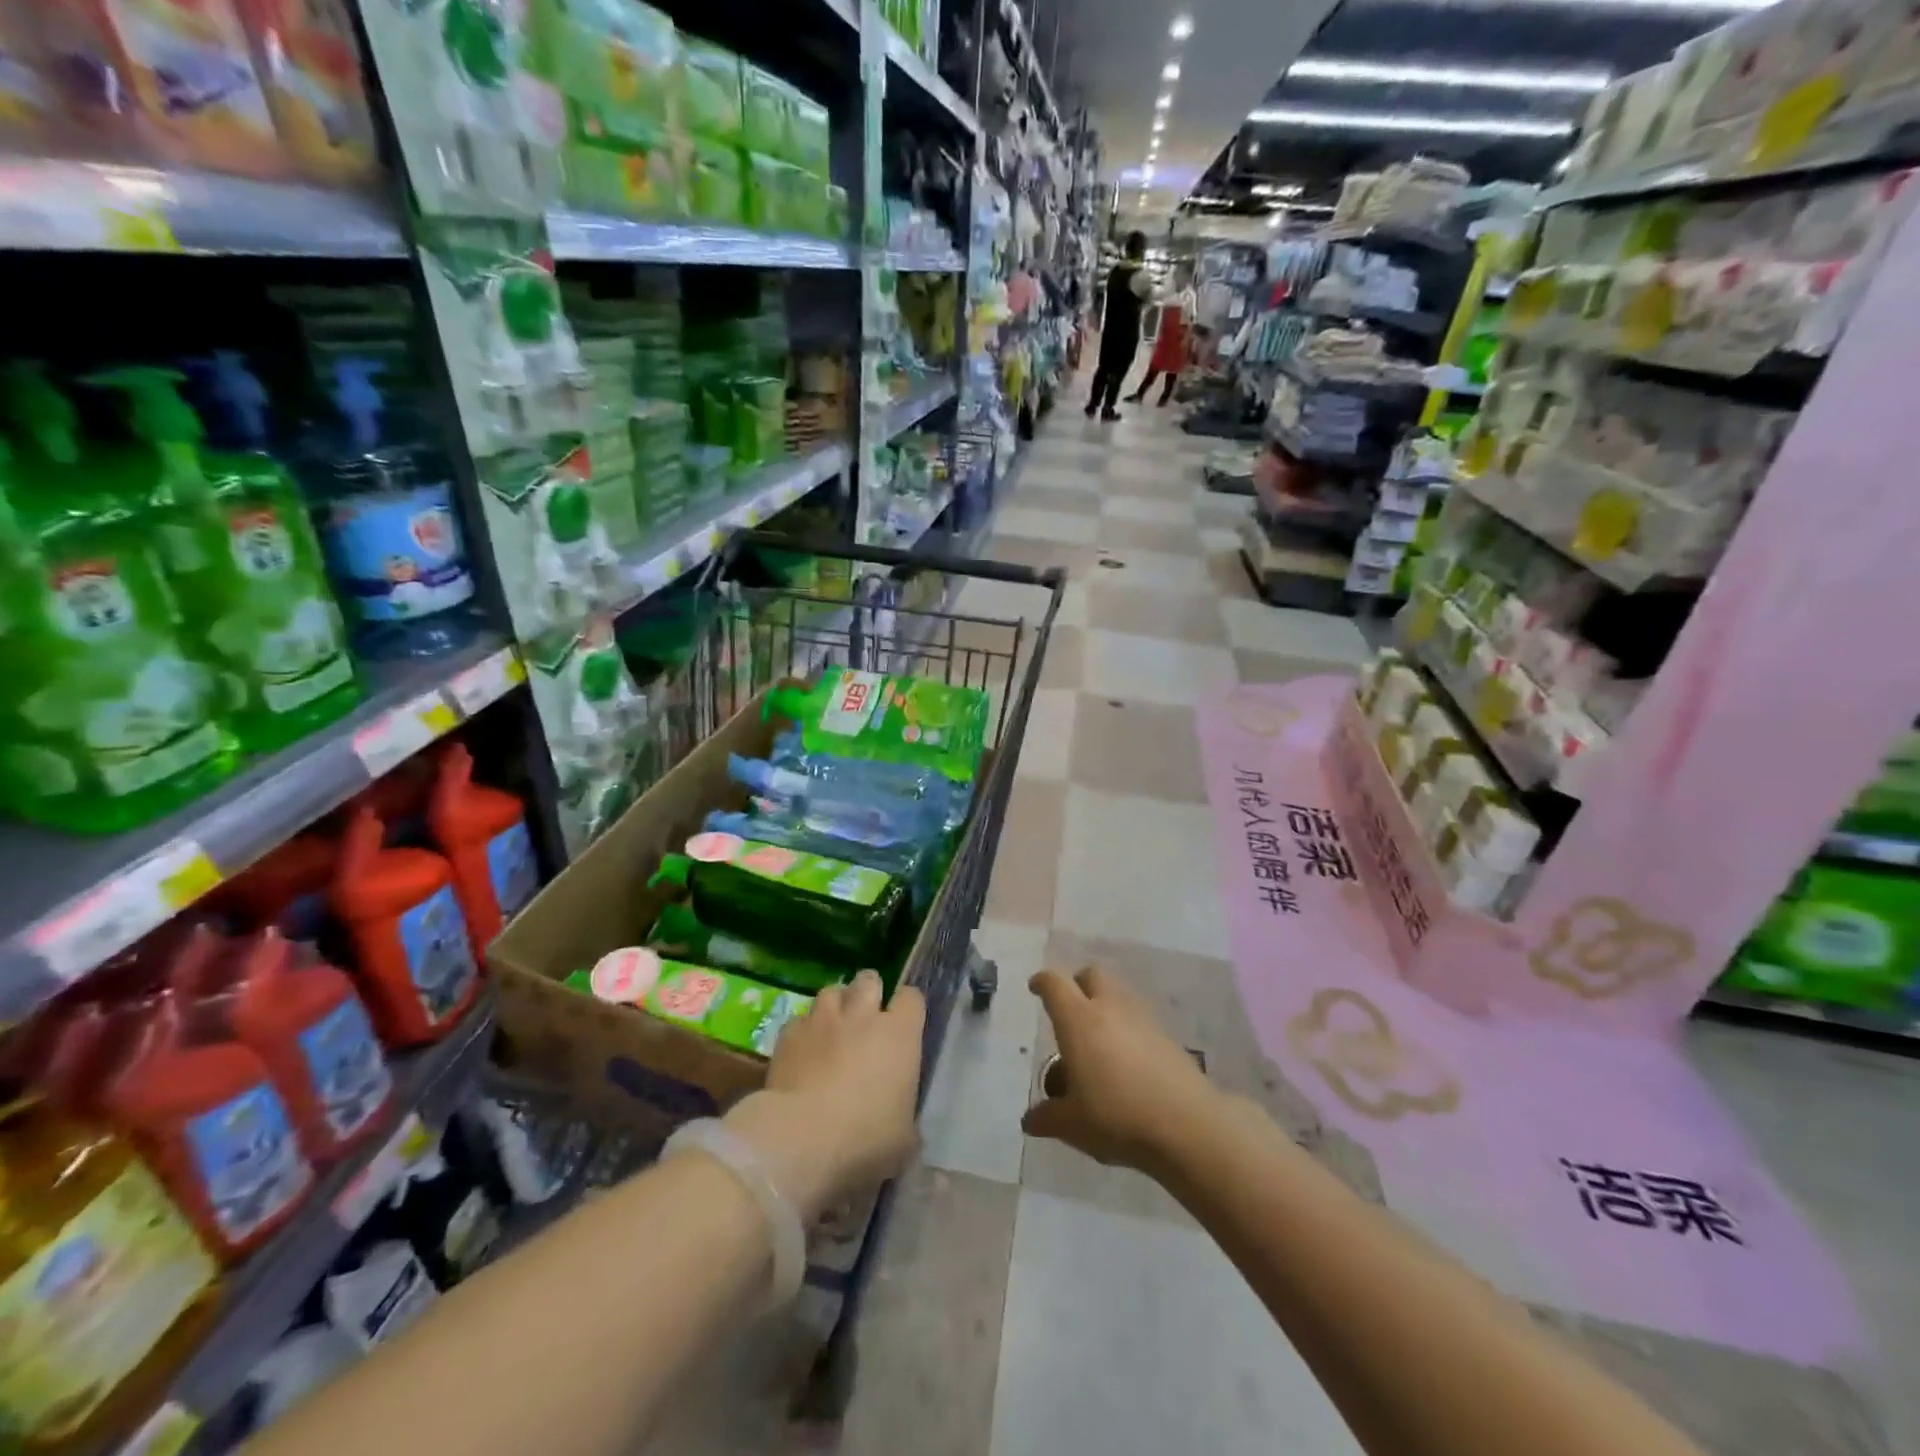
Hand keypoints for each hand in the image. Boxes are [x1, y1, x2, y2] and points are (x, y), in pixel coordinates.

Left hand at [722, 971, 924, 1221]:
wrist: (801, 1140)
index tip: (904, 1027)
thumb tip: (903, 1124)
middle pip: (869, 980)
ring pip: (831, 991)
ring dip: (835, 1006)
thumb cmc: (865, 1139)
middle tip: (866, 1019)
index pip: (912, 998)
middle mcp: (863, 1015)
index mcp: (900, 1034)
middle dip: (868, 993)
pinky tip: (801, 1052)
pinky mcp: (788, 1033)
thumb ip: (907, 1120)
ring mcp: (822, 1020)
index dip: (908, 1009)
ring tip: (832, 1029)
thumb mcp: (904, 1140)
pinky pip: (799, 1020)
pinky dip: (803, 1032)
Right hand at [1023, 967, 1222, 1176]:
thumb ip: (1047, 1117)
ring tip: (1098, 1043)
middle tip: (1070, 1012)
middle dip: (1078, 985)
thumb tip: (1030, 1120)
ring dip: (1105, 1005)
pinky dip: (1128, 1028)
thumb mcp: (1072, 1124)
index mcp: (1078, 1019)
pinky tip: (1127, 1061)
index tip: (1035, 988)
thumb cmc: (1117, 1116)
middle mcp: (1109, 1007)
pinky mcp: (1168, 1035)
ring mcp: (1143, 1018)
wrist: (1187, 1126)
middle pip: (1091, 975)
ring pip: (1118, 994)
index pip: (1055, 984)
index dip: (1042, 983)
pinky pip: (1139, 1018)